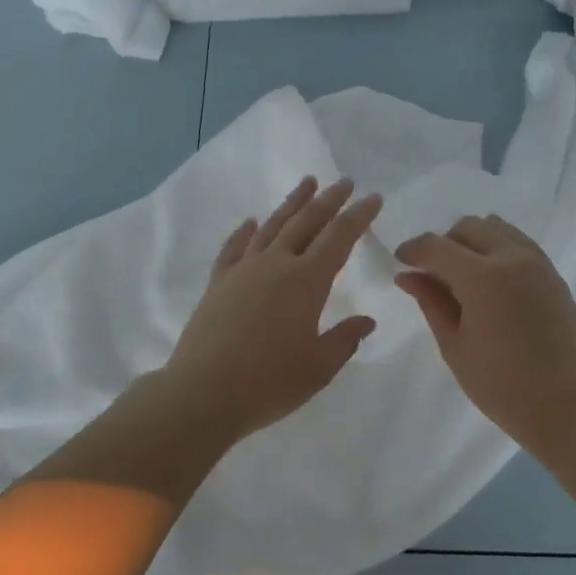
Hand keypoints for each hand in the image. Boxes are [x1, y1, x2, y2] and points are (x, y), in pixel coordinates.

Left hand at [163, 177, 382, 446]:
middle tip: (345, 181)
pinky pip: (234, 247)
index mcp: (306, 282)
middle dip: (329, 200)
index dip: (358, 216)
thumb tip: (366, 321)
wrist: (203, 393)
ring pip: (272, 226)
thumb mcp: (318, 367)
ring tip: (307, 183)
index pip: (339, 238)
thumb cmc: (268, 383)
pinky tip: (251, 222)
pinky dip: (245, 231)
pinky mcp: (218, 283)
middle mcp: (275, 265)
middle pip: (306, 222)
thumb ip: (344, 339)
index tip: (373, 198)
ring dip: (292, 203)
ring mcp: (242, 270)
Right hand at [396, 215, 575, 453]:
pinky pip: (518, 242)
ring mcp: (537, 263)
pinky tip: (491, 281)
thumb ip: (430, 300)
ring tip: (464, 276)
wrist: (566, 408)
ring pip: (495, 227)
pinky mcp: (553, 274)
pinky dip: (497, 248)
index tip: (400, 262)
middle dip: (443, 244)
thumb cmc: (500, 385)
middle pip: (466, 227)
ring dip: (472, 242)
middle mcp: (512, 258)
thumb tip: (407, 274)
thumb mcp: (454, 345)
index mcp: (482, 278)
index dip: (412, 250)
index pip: (435, 246)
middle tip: (433, 275)